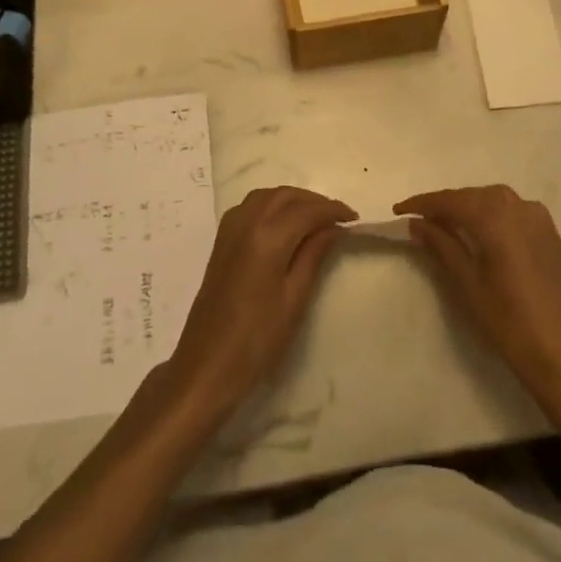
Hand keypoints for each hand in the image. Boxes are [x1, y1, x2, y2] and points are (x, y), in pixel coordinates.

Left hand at [165, 186, 355, 416]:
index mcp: (267, 237)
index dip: (332, 210)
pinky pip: (250, 206)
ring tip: (314, 218)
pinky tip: (282, 223)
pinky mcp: (221, 240)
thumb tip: (332, 228)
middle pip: (285, 195)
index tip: (354, 217)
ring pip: (266, 196)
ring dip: (291, 199)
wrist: (207, 365)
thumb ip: (313, 256)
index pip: (306, 211)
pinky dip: (271, 204)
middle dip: (313, 201)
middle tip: (337, 217)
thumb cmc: (257, 340)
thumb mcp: (294, 300)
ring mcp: (230, 229)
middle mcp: (246, 223)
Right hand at [394, 185, 560, 413]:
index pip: (450, 200)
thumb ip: (441, 245)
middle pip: (473, 196)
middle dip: (446, 205)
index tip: (399, 210)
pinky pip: (515, 213)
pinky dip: (494, 216)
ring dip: (470, 208)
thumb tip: (417, 223)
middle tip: (422, 221)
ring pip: (494, 201)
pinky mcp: (551, 234)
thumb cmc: (507, 320)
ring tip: (449, 226)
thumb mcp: (466, 283)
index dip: (422, 204)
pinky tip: (484, 234)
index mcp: (494, 215)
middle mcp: (518, 206)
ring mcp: (539, 218)